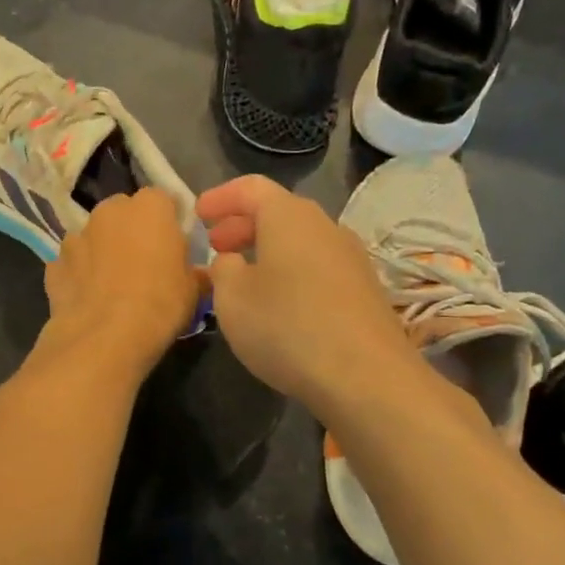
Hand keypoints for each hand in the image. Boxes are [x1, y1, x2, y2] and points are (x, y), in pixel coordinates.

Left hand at [35, 188, 201, 379]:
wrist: (105, 337)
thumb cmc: (160, 304)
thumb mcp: (193, 289)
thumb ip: (194, 271)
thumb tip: (198, 274)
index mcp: (149, 207)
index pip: (163, 200)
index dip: (168, 222)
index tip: (173, 245)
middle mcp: (110, 211)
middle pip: (124, 212)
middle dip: (132, 231)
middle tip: (144, 263)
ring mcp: (76, 236)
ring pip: (94, 236)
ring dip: (102, 251)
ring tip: (112, 285)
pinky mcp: (54, 264)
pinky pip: (72, 263)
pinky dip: (79, 275)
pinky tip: (89, 299)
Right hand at [197, 175, 419, 414]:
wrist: (366, 377)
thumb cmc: (287, 327)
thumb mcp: (232, 299)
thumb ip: (223, 270)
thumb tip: (232, 261)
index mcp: (289, 217)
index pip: (251, 188)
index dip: (221, 197)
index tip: (198, 215)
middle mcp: (325, 227)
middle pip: (279, 212)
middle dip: (243, 225)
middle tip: (217, 247)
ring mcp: (351, 258)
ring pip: (300, 241)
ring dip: (268, 251)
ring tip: (244, 279)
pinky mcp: (365, 290)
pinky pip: (318, 267)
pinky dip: (291, 272)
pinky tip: (279, 304)